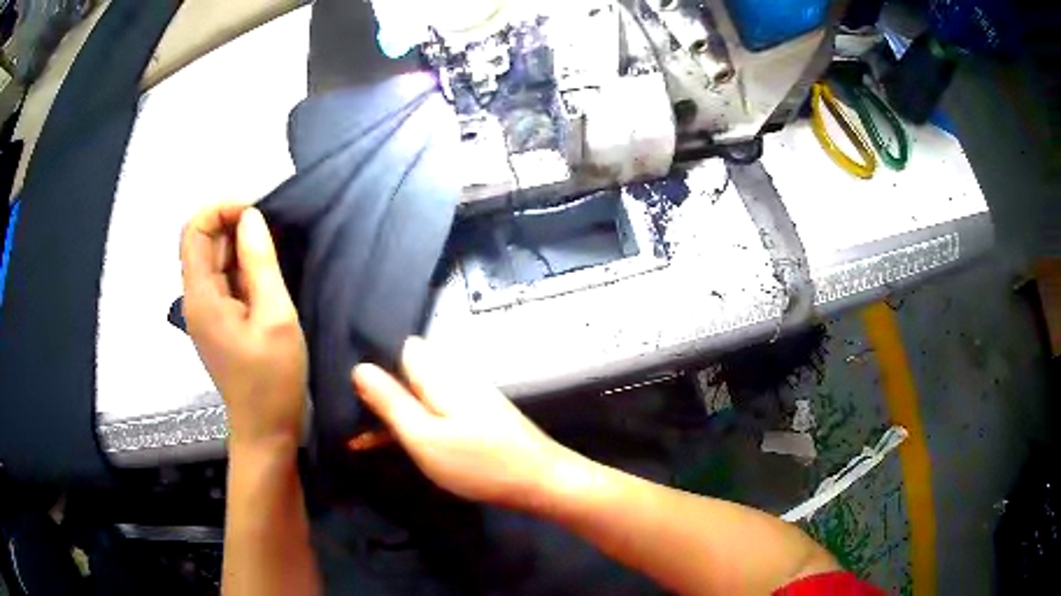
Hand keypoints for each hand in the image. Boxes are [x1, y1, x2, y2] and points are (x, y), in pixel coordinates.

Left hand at [181, 204, 307, 448]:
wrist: (266, 430)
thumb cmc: (272, 380)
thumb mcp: (275, 317)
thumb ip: (260, 263)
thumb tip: (251, 217)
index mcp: (201, 297)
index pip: (195, 230)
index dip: (221, 209)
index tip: (257, 212)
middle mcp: (195, 298)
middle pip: (202, 241)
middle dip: (234, 224)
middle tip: (273, 230)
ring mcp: (204, 311)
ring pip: (214, 259)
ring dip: (239, 245)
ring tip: (274, 252)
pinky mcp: (216, 321)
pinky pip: (223, 279)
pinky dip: (241, 267)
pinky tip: (265, 275)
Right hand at [352, 338, 575, 507]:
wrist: (540, 481)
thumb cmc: (478, 462)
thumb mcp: (424, 436)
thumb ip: (391, 402)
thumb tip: (359, 367)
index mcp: (439, 373)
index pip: (401, 348)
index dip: (377, 364)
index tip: (352, 391)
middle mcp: (455, 375)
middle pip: (409, 371)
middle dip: (383, 391)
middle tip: (355, 420)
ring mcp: (468, 395)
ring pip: (421, 393)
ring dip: (397, 412)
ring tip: (365, 437)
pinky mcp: (477, 415)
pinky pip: (437, 410)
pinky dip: (418, 424)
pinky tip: (401, 443)